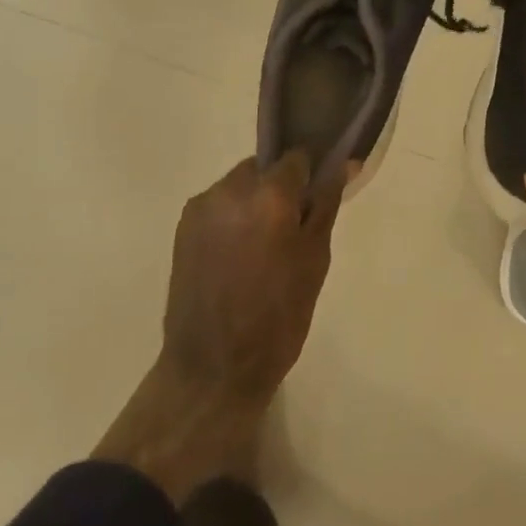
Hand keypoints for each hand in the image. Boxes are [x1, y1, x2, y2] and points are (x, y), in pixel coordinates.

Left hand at [94, 152, 348, 499]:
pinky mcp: (182, 228)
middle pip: (264, 169)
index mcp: (269, 194)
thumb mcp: (315, 258)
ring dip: (254, 204)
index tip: (314, 202)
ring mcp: (201, 208)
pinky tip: (238, 257)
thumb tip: (343, 163)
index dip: (310, 177)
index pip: (296, 158)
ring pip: (239, 187)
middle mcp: (230, 189)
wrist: (213, 367)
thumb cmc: (279, 315)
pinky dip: (232, 220)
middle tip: (290, 231)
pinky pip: (218, 207)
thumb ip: (325, 204)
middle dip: (279, 190)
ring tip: (262, 249)